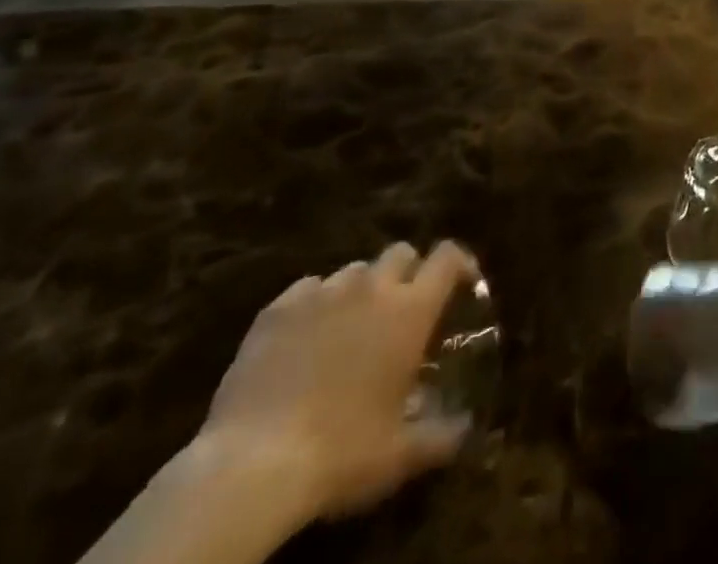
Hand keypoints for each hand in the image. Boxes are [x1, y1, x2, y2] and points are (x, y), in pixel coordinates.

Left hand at [196, 241, 480, 522]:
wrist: (251, 465)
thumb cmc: (341, 452)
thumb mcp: (400, 454)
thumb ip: (441, 435)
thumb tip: (465, 428)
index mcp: (410, 310)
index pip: (447, 258)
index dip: (459, 262)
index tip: (463, 281)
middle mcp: (372, 287)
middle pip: (401, 252)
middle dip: (407, 273)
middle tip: (401, 310)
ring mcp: (322, 292)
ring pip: (354, 271)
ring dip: (361, 291)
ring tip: (350, 327)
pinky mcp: (278, 308)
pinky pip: (308, 289)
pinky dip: (316, 305)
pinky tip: (305, 339)